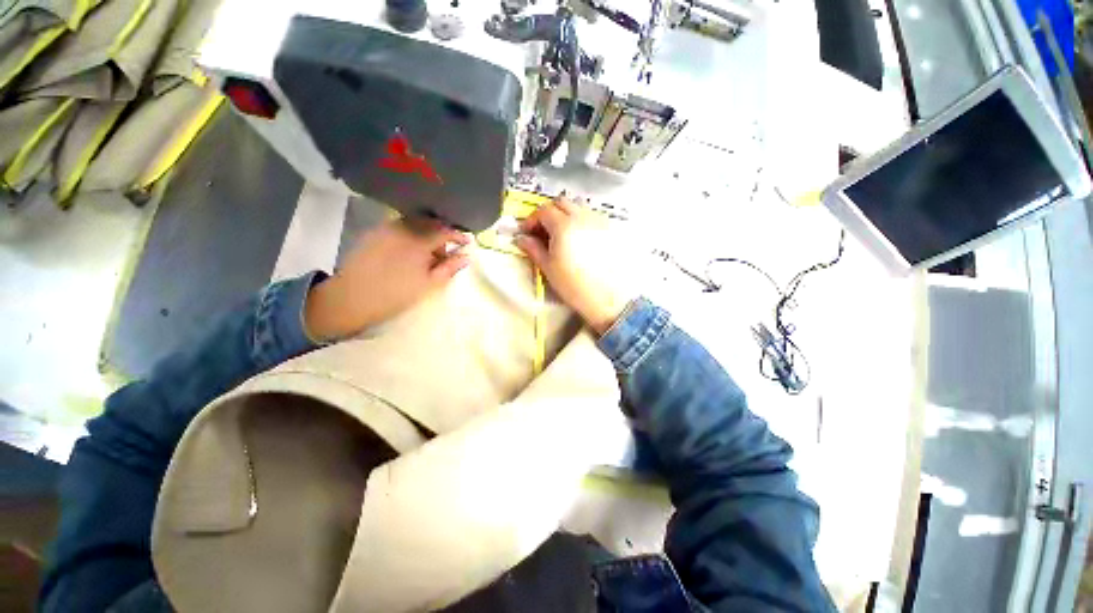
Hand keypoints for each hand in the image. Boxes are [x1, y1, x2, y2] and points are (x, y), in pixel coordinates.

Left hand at [305, 218, 469, 339]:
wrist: (353, 298)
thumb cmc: (396, 294)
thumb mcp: (429, 284)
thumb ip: (449, 268)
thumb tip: (466, 256)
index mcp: (419, 241)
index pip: (444, 230)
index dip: (458, 235)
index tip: (467, 242)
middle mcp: (403, 228)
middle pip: (430, 222)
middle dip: (442, 233)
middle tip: (447, 250)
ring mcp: (386, 228)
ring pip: (414, 223)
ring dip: (426, 232)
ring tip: (428, 252)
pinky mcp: (374, 232)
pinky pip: (399, 226)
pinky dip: (411, 233)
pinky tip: (410, 249)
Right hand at [515, 196, 636, 334]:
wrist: (608, 298)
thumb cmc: (574, 286)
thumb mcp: (548, 268)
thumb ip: (533, 249)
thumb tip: (521, 239)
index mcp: (564, 225)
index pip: (543, 210)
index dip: (531, 219)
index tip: (526, 232)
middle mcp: (582, 217)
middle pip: (561, 202)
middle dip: (548, 213)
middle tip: (541, 231)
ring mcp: (599, 221)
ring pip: (578, 207)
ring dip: (565, 215)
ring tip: (560, 235)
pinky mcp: (609, 230)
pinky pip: (591, 217)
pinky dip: (579, 221)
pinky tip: (577, 240)